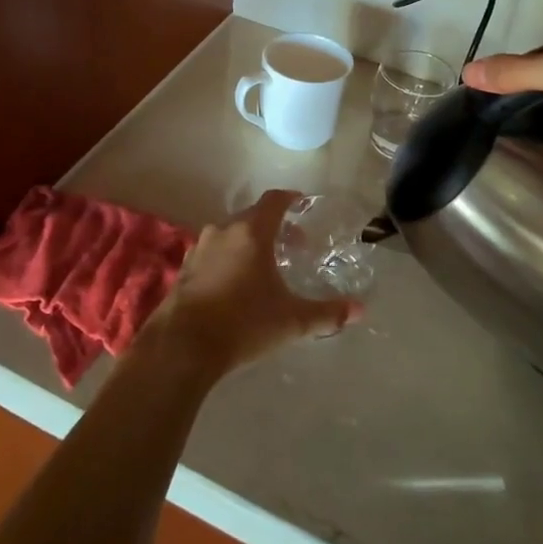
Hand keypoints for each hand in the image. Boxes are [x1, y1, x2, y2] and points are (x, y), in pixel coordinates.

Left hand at [142, 190, 362, 377]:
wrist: (183, 345)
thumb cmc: (243, 323)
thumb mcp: (291, 320)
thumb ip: (326, 313)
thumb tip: (359, 310)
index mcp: (251, 232)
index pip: (273, 201)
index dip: (290, 199)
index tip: (302, 204)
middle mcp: (223, 231)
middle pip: (251, 217)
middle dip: (273, 226)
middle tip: (293, 244)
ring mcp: (199, 249)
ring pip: (229, 235)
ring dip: (248, 242)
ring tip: (264, 265)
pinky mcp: (184, 269)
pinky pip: (212, 253)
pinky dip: (227, 258)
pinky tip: (234, 283)